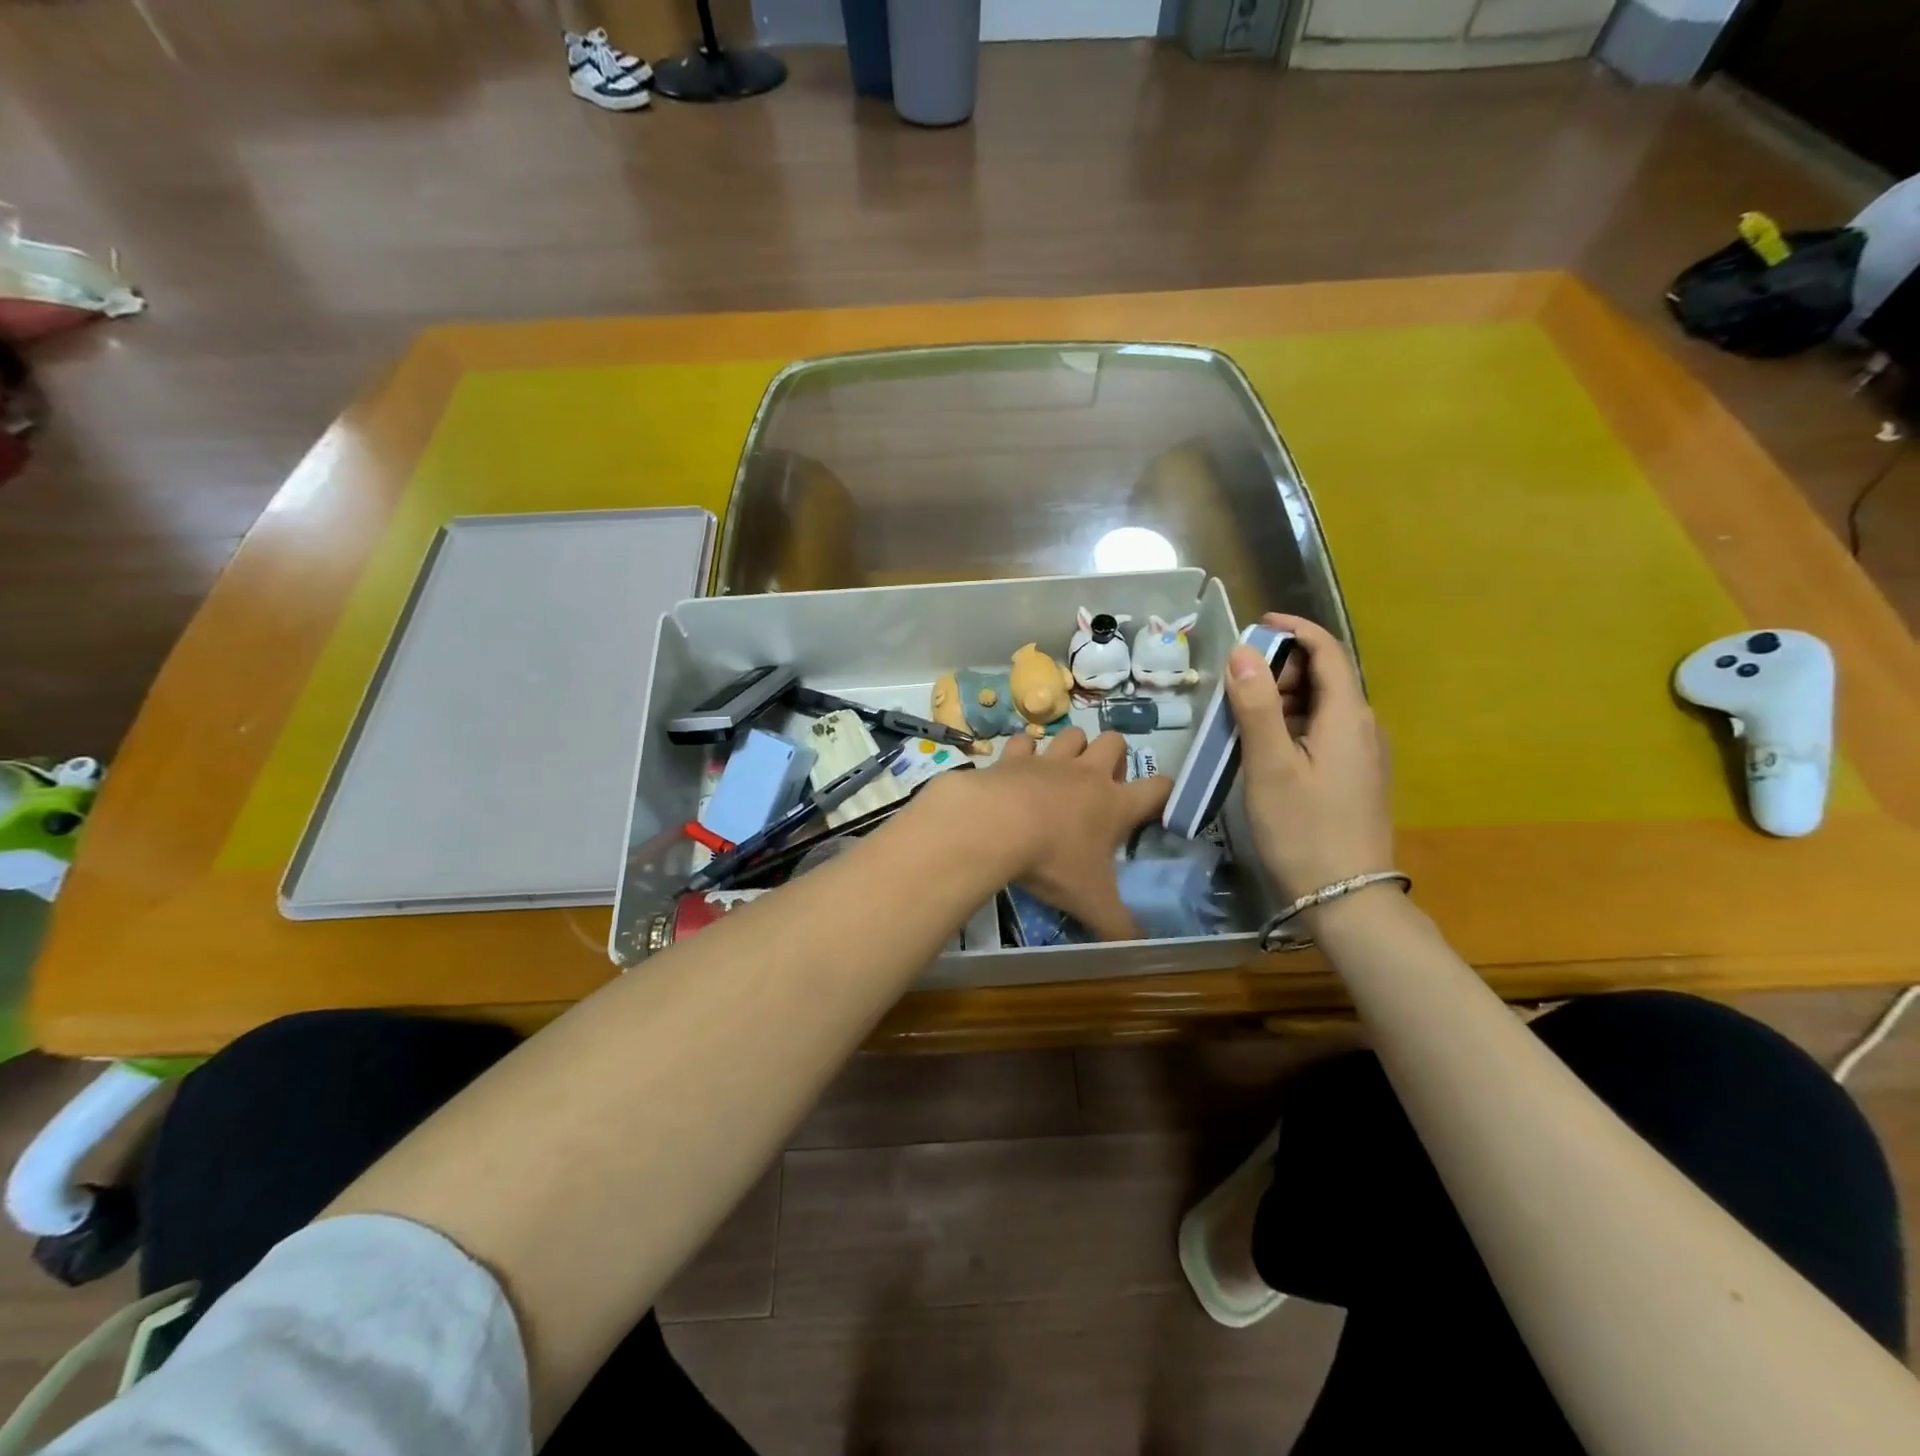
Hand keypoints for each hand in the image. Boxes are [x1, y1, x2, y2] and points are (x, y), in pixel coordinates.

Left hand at [972, 728, 1170, 940]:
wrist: (995, 826)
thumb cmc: (1052, 862)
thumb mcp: (1090, 902)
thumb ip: (1118, 926)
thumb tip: (1139, 948)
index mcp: (1115, 804)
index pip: (1158, 787)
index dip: (1164, 792)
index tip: (1159, 804)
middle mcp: (1086, 774)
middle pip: (1115, 741)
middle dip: (1114, 756)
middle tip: (1102, 785)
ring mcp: (1048, 761)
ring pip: (1073, 733)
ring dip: (1073, 747)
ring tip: (1063, 771)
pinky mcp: (1012, 757)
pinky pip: (1023, 741)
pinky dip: (1022, 751)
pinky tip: (1017, 767)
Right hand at [1225, 613, 1393, 897]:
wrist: (1347, 898)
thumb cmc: (1303, 828)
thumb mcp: (1270, 765)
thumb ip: (1257, 705)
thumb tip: (1243, 651)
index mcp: (1348, 716)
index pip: (1328, 651)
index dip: (1295, 629)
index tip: (1257, 623)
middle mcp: (1365, 727)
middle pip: (1326, 676)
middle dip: (1282, 667)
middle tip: (1237, 685)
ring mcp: (1364, 755)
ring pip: (1324, 706)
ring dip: (1284, 698)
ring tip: (1242, 717)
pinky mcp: (1356, 777)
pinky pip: (1325, 732)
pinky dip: (1294, 724)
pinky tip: (1266, 747)